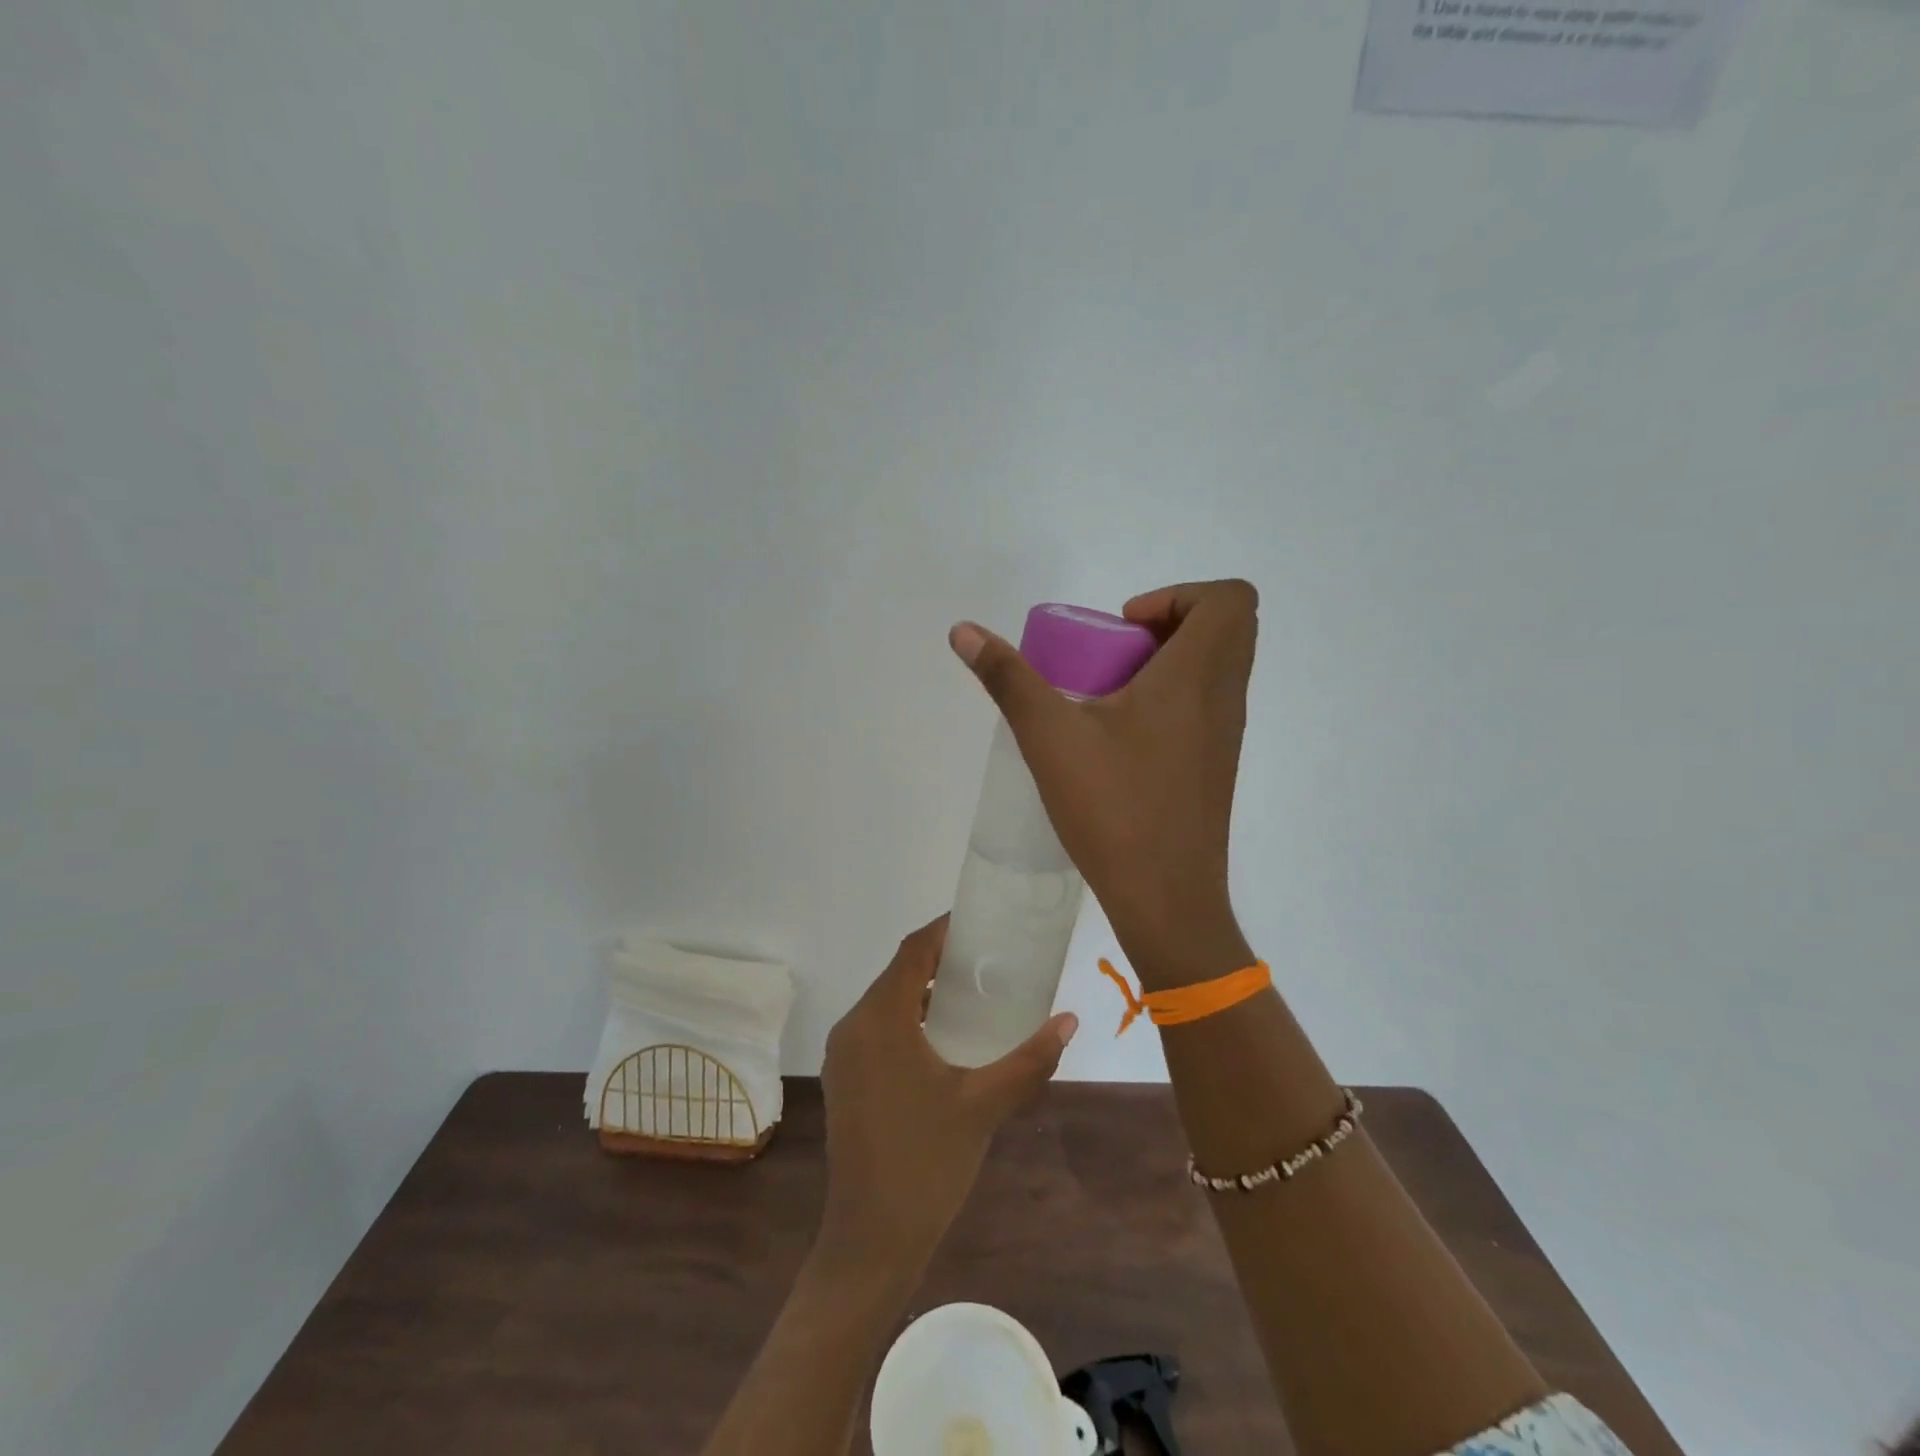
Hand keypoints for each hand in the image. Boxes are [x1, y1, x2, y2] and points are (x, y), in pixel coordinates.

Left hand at [818, 916, 1077, 1279]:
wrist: (870, 1242)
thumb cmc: (927, 1164)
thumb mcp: (985, 1105)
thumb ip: (1029, 1060)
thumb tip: (1069, 1021)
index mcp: (880, 1020)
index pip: (912, 952)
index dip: (943, 931)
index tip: (979, 922)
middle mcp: (854, 1027)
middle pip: (898, 974)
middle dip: (939, 961)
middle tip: (987, 960)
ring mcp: (844, 1056)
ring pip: (887, 1003)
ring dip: (924, 993)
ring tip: (972, 995)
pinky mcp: (845, 1080)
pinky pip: (878, 1030)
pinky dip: (909, 1020)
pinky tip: (944, 1040)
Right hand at [949, 579, 1258, 989]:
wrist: (1165, 900)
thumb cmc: (1114, 809)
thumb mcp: (1050, 737)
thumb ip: (1008, 679)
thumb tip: (964, 631)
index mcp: (1197, 677)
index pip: (1229, 598)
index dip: (1177, 595)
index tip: (1123, 628)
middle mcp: (1225, 698)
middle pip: (1226, 627)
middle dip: (1169, 623)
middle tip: (1115, 653)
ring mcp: (1227, 735)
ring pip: (1217, 669)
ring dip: (1169, 662)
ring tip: (1109, 695)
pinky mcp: (1216, 766)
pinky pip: (1207, 705)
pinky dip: (1172, 698)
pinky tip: (1120, 738)